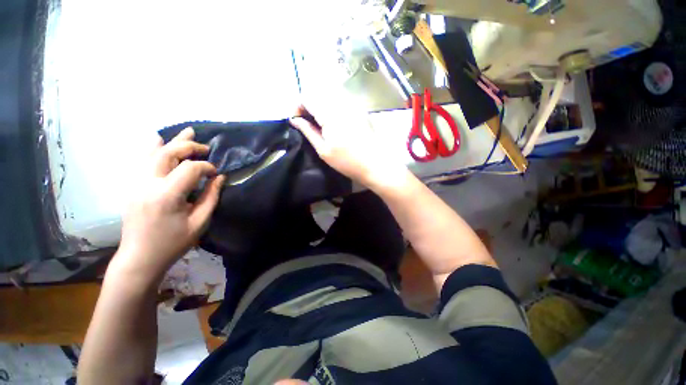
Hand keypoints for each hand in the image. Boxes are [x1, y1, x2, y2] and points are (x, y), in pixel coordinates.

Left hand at [112, 127, 224, 282]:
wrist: (139, 257)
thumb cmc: (173, 243)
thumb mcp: (199, 222)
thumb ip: (211, 196)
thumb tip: (220, 177)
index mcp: (166, 195)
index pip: (189, 168)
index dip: (206, 166)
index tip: (216, 173)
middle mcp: (147, 184)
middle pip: (167, 153)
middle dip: (189, 147)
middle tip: (205, 148)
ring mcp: (135, 183)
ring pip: (151, 152)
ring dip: (171, 142)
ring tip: (187, 132)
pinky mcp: (132, 186)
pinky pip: (142, 160)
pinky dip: (153, 148)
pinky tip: (158, 140)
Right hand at [290, 105, 408, 190]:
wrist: (375, 164)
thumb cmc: (347, 161)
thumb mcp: (323, 150)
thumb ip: (308, 131)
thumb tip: (294, 119)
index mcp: (330, 114)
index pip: (307, 96)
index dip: (298, 106)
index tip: (297, 120)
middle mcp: (341, 103)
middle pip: (318, 92)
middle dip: (308, 104)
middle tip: (307, 121)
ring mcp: (353, 104)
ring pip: (329, 94)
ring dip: (320, 104)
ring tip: (319, 122)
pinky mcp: (360, 109)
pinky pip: (340, 99)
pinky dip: (331, 105)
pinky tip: (333, 121)